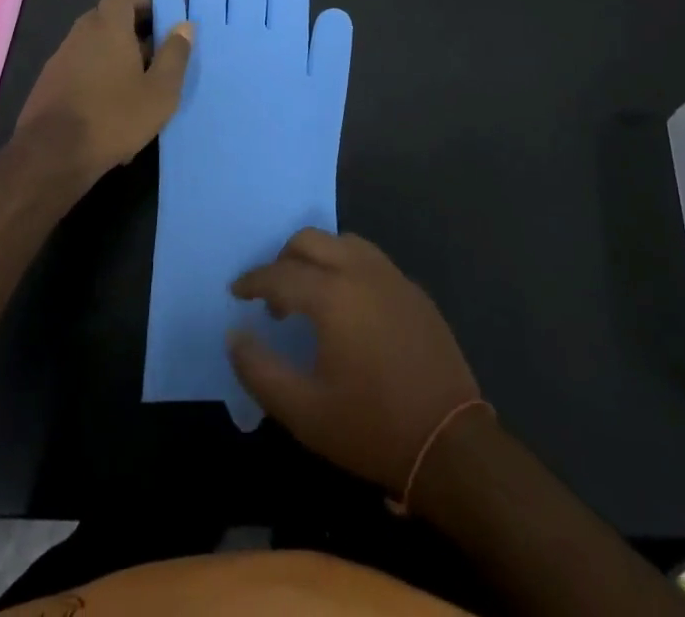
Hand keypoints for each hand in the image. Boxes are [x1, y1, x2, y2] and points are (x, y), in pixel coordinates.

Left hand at [14, 0, 192, 179]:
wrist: (52, 156)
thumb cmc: (114, 117)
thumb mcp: (160, 91)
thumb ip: (174, 55)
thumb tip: (184, 26)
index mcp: (108, 27)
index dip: (142, 4)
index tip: (161, 22)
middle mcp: (80, 34)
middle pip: (106, 20)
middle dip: (130, 32)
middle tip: (153, 56)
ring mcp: (59, 59)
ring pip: (92, 46)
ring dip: (112, 57)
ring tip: (135, 87)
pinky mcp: (47, 84)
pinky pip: (79, 69)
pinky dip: (95, 77)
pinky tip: (109, 109)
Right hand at [229, 229, 480, 494]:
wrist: (449, 443)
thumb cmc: (371, 428)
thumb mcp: (303, 412)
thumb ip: (260, 370)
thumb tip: (235, 335)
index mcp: (332, 295)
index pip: (280, 274)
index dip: (253, 281)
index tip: (236, 293)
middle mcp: (361, 271)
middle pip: (311, 240)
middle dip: (284, 259)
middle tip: (273, 296)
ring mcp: (392, 277)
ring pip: (344, 243)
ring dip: (318, 257)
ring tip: (310, 296)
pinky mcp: (414, 291)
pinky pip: (371, 260)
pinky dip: (348, 268)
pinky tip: (349, 306)